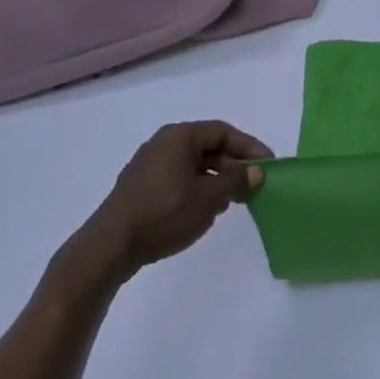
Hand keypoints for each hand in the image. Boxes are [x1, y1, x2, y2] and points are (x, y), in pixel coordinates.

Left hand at [77, 121, 271, 283]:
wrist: (110, 246)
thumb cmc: (164, 213)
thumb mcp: (210, 197)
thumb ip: (237, 180)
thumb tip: (257, 170)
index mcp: (179, 136)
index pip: (223, 132)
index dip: (249, 147)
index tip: (268, 165)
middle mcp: (163, 143)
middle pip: (209, 147)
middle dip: (233, 165)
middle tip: (252, 186)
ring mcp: (149, 165)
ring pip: (194, 165)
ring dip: (216, 180)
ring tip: (231, 202)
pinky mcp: (141, 187)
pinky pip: (179, 179)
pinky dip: (198, 189)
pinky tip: (204, 211)